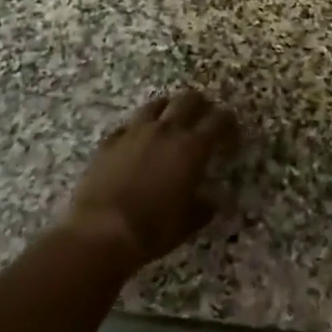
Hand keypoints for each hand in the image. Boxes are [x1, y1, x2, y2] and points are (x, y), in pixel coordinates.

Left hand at [67, 89, 237, 267]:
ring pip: (156, 104)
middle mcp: (166, 130)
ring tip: (169, 119)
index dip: (228, 122)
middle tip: (203, 115)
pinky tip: (135, 140)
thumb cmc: (152, 230)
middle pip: (189, 100)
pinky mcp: (111, 140)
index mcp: (191, 147)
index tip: (230, 130)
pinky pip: (128, 125)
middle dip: (200, 104)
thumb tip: (212, 200)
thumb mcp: (187, 223)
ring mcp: (135, 131)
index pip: (218, 121)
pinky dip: (136, 130)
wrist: (100, 232)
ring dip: (167, 109)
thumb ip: (203, 206)